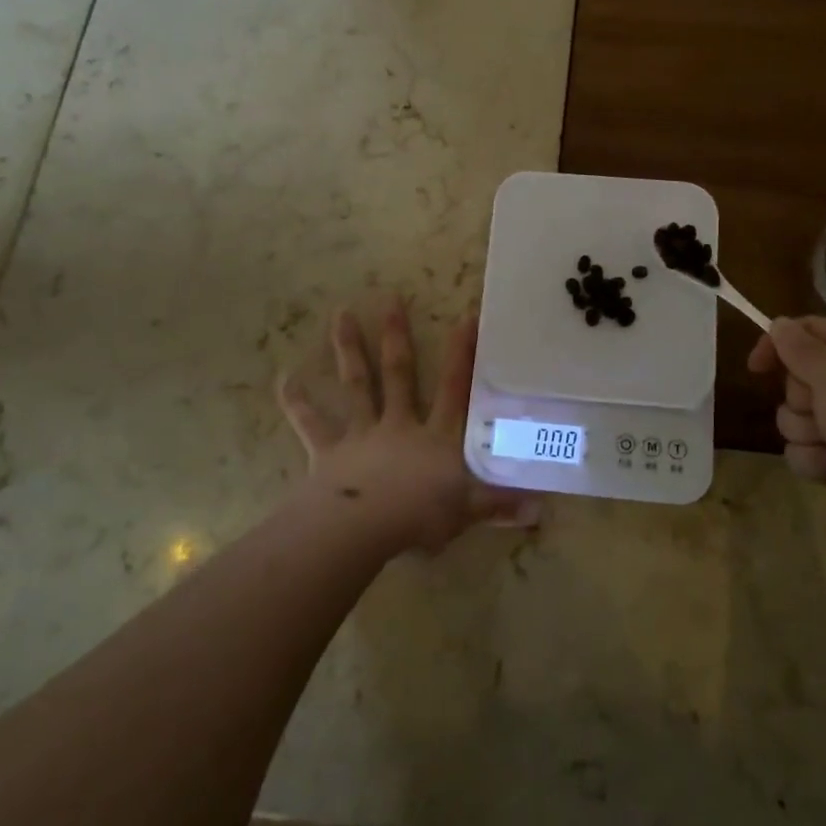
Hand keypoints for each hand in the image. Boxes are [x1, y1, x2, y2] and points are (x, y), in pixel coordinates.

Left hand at [278, 302, 534, 554]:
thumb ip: (501, 506)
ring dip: (349, 349)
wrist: (363, 528)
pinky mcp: (330, 451)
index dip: (462, 354)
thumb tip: (542, 510)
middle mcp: (399, 425)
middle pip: (399, 373)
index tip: (465, 316)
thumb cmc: (419, 516)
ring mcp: (362, 434)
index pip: (454, 389)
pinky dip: (298, 403)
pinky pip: (312, 425)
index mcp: (436, 437)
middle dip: (397, 335)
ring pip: (357, 385)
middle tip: (390, 297)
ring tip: (341, 314)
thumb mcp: (468, 512)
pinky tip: (284, 379)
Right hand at [748, 316, 825, 581]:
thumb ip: (802, 349)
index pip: (807, 330)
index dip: (778, 343)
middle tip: (824, 412)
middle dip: (799, 399)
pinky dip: (815, 462)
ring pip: (793, 417)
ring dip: (806, 434)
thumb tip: (779, 323)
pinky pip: (801, 450)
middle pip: (795, 377)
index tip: (756, 367)